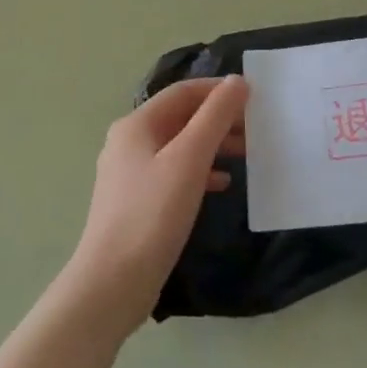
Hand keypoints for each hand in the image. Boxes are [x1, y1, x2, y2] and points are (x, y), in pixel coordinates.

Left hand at [66, 75, 248, 337]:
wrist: (111, 286)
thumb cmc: (152, 215)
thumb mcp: (190, 159)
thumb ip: (215, 116)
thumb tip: (238, 81)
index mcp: (137, 125)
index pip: (183, 91)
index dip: (219, 90)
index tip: (254, 97)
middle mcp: (129, 142)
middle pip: (181, 117)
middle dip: (219, 119)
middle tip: (255, 129)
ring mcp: (130, 174)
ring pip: (180, 146)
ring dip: (213, 145)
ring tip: (247, 154)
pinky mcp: (136, 203)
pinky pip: (174, 173)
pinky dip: (200, 171)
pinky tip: (223, 184)